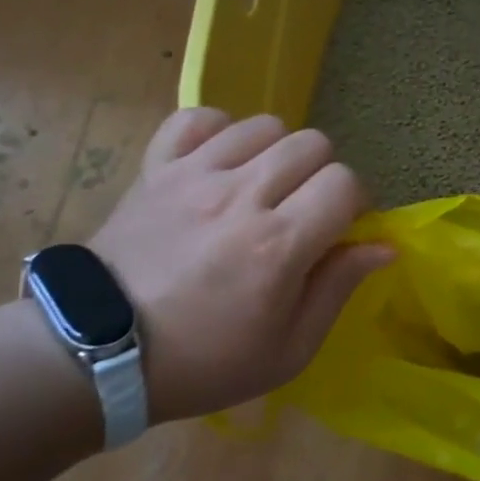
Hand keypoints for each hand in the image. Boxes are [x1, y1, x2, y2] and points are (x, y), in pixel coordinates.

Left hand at [85, 110, 392, 421]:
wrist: (96, 355)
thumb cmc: (205, 361)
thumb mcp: (289, 349)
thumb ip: (339, 287)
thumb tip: (383, 245)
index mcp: (278, 244)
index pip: (345, 183)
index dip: (356, 202)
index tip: (342, 229)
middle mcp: (240, 196)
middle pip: (312, 144)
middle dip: (323, 175)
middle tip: (305, 210)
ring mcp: (193, 176)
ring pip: (264, 125)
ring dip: (278, 152)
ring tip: (264, 186)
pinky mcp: (155, 169)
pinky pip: (197, 119)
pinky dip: (219, 132)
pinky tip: (222, 163)